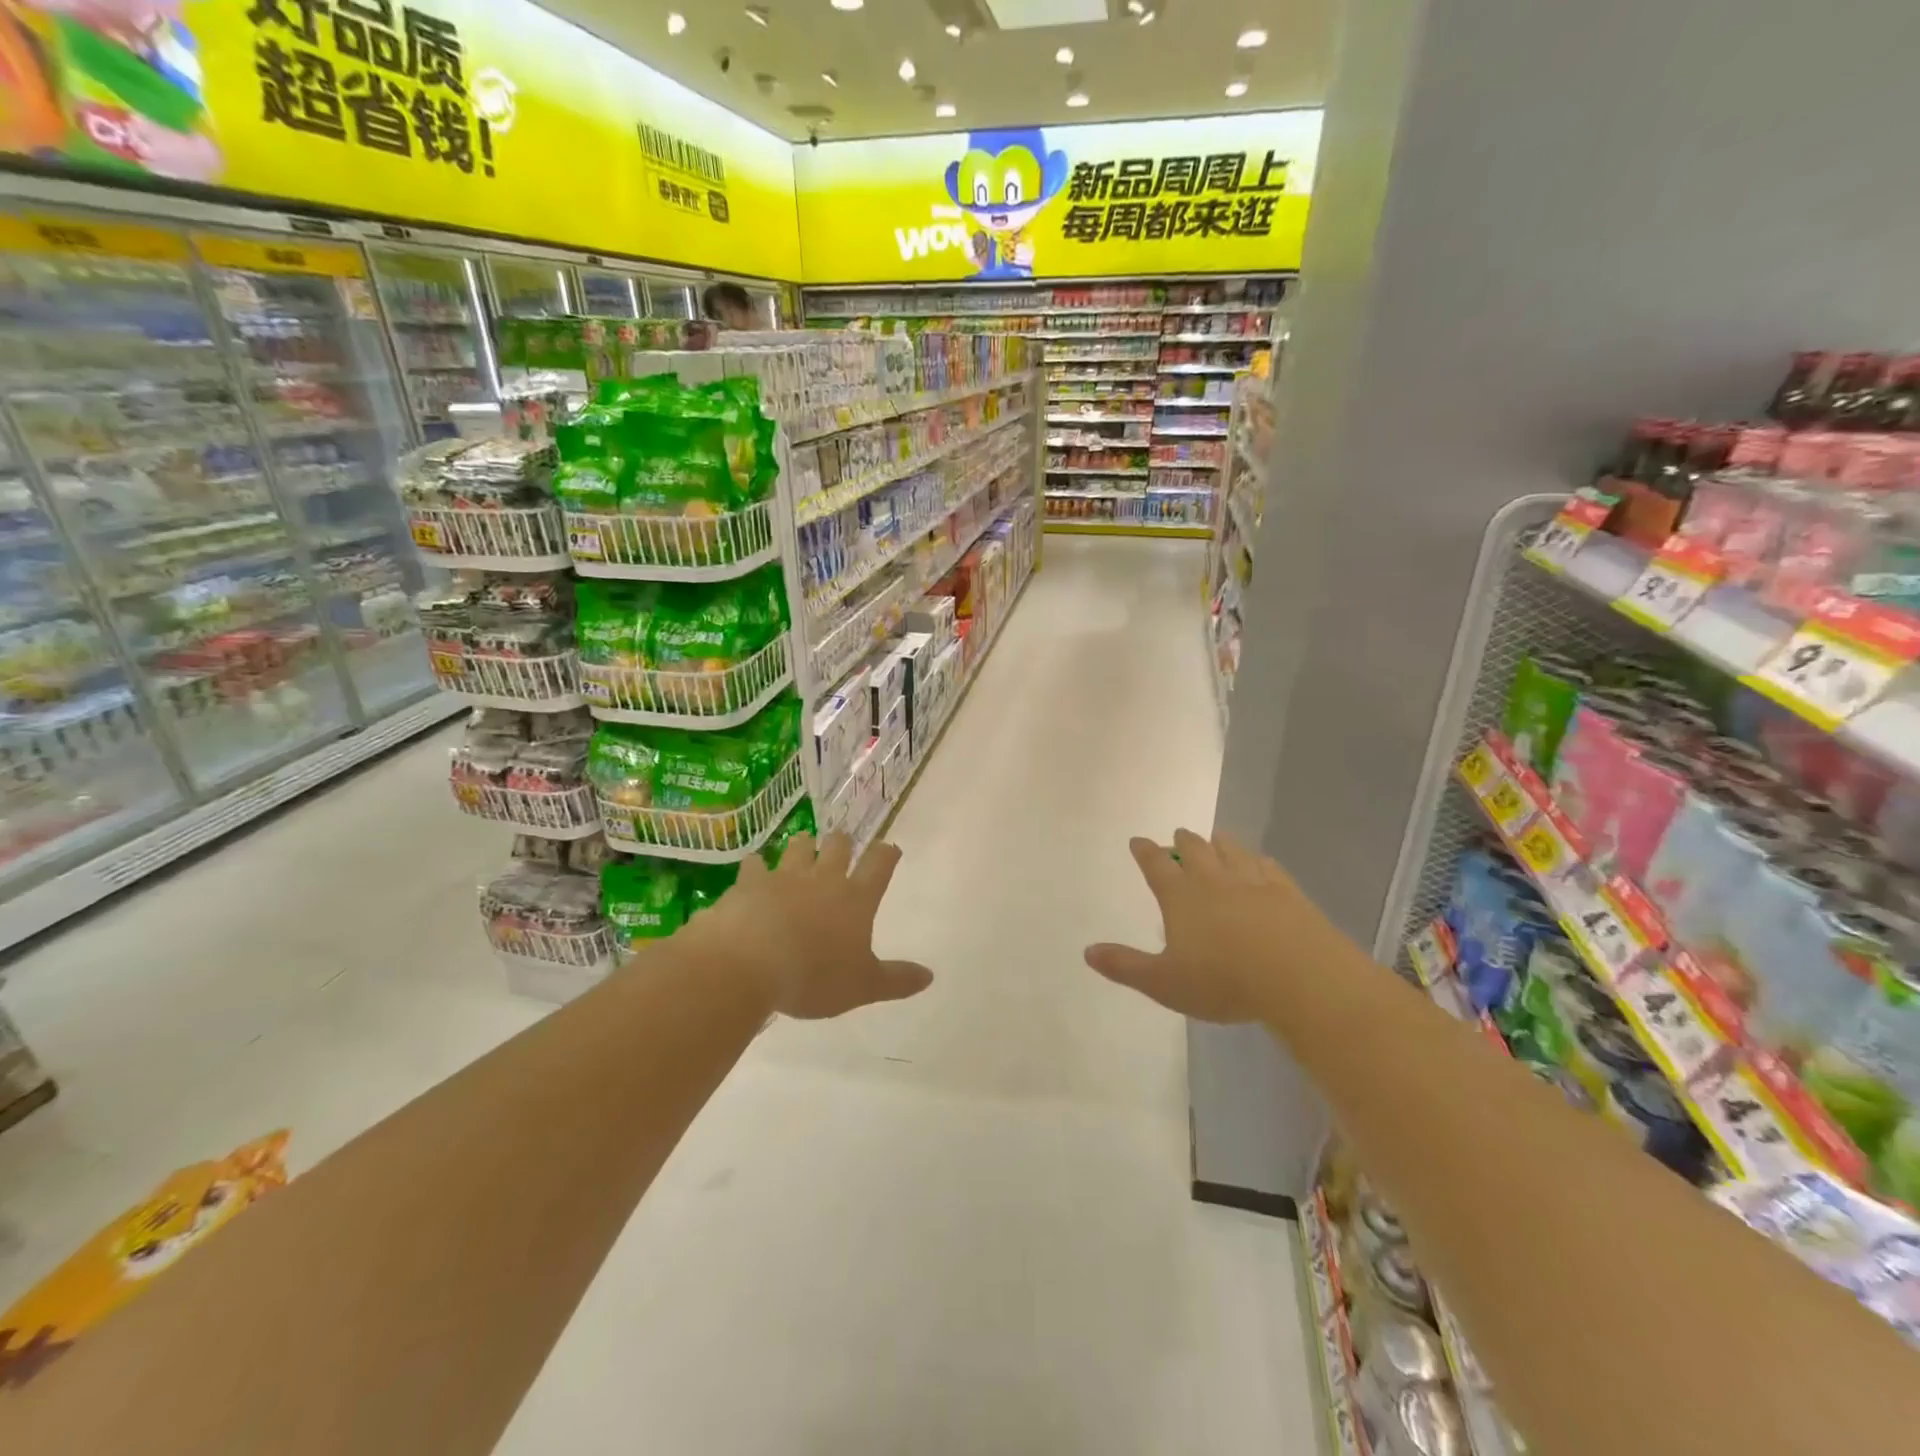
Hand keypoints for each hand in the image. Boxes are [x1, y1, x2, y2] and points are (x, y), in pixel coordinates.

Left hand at [697, 832, 932, 1018]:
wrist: (748, 964)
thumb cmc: (813, 976)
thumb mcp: (862, 986)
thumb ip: (896, 980)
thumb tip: (929, 976)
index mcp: (856, 899)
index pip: (879, 865)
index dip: (887, 854)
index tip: (890, 850)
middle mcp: (823, 878)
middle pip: (838, 845)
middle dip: (842, 843)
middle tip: (842, 846)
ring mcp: (784, 876)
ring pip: (799, 846)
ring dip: (803, 845)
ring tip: (803, 846)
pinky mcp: (750, 882)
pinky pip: (755, 865)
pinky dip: (756, 866)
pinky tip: (754, 869)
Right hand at [1085, 829, 1339, 1022]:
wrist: (1299, 978)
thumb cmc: (1224, 981)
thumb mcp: (1164, 983)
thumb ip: (1125, 966)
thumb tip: (1088, 951)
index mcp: (1181, 896)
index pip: (1156, 866)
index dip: (1145, 852)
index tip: (1138, 841)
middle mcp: (1214, 880)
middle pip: (1195, 850)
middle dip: (1183, 842)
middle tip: (1179, 835)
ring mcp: (1253, 882)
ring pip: (1232, 851)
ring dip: (1220, 843)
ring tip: (1216, 838)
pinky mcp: (1287, 893)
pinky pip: (1268, 867)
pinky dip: (1258, 860)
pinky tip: (1260, 861)